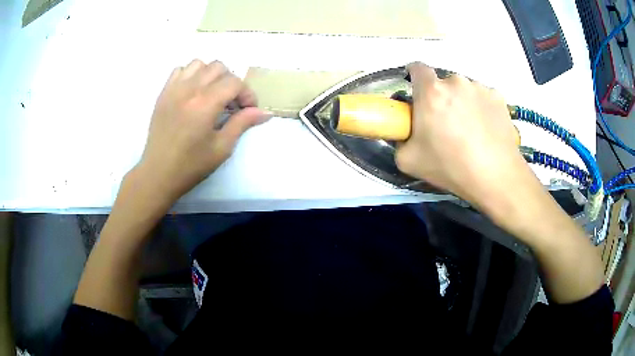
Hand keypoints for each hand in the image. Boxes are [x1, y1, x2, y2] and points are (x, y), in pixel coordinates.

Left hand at [135, 60, 271, 204]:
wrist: (158, 173)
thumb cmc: (191, 165)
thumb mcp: (222, 148)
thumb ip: (242, 124)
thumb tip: (265, 112)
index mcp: (205, 104)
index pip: (234, 82)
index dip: (247, 93)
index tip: (248, 110)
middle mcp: (189, 89)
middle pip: (219, 67)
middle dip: (231, 82)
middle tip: (231, 103)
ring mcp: (174, 89)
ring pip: (199, 64)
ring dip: (211, 75)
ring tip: (212, 94)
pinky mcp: (163, 93)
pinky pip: (180, 70)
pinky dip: (191, 75)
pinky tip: (193, 92)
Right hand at [395, 62, 535, 212]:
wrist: (496, 177)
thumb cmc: (451, 167)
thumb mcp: (408, 160)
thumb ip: (400, 140)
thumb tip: (405, 133)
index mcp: (431, 92)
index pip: (417, 68)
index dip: (414, 77)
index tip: (417, 94)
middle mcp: (456, 82)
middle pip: (443, 83)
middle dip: (441, 98)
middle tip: (446, 124)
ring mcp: (480, 88)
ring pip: (465, 90)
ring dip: (462, 103)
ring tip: (470, 130)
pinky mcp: (498, 97)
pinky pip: (483, 98)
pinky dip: (481, 109)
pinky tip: (486, 130)